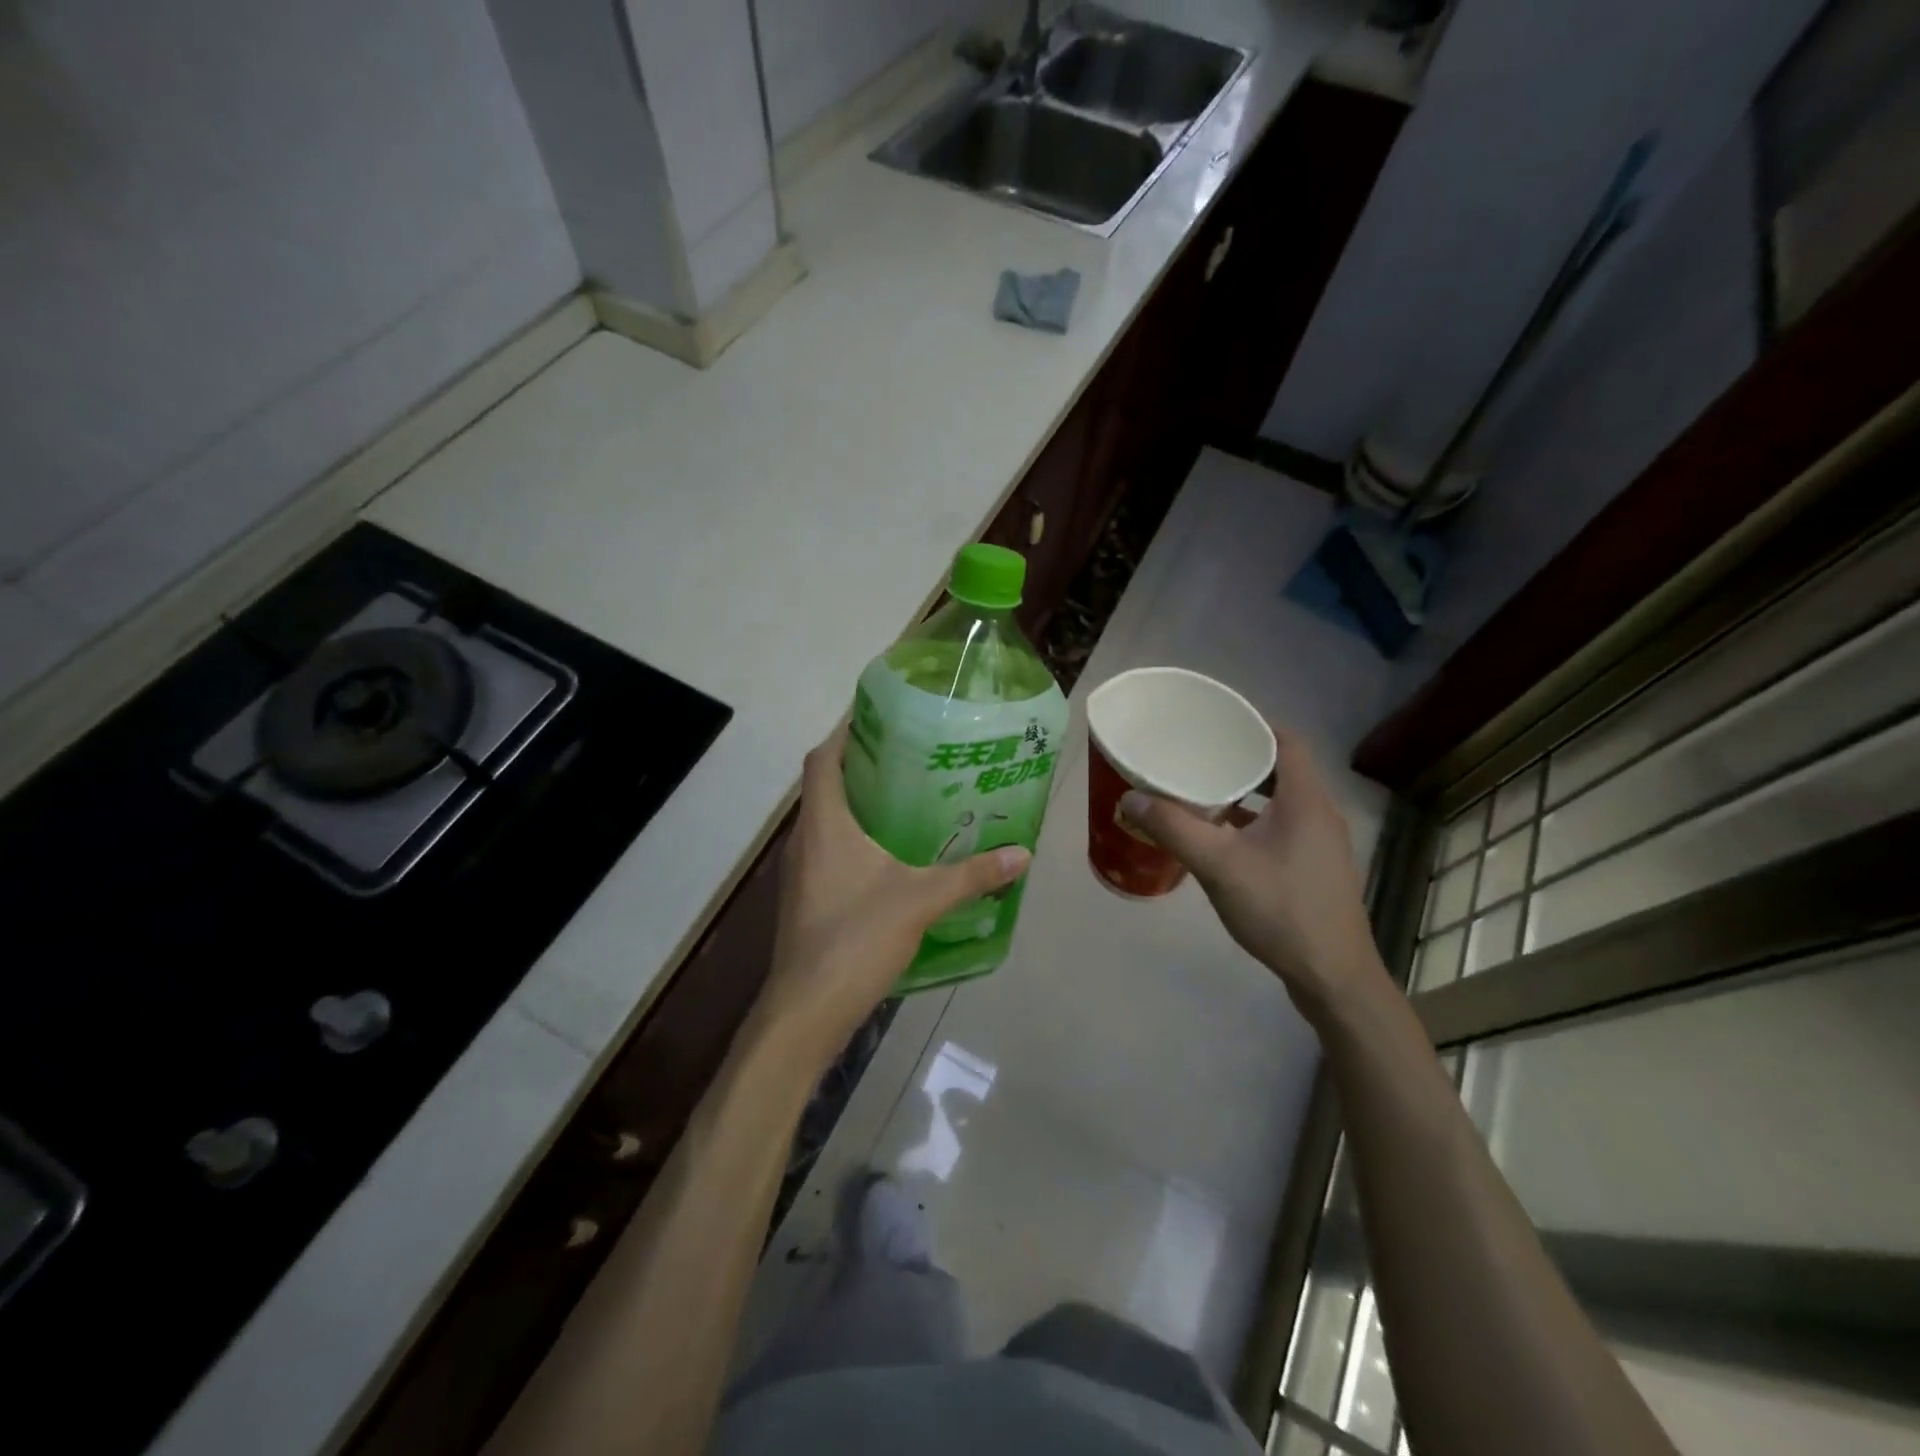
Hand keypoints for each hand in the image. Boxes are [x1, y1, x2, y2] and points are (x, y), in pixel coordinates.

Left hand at [755, 724, 1031, 1060]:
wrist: (808, 1009)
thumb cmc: (856, 938)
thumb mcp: (922, 900)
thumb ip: (971, 875)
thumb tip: (1020, 854)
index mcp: (824, 824)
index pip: (822, 760)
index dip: (843, 733)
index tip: (876, 718)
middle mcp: (804, 840)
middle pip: (824, 787)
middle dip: (860, 768)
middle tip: (906, 757)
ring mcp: (799, 873)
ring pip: (825, 822)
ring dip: (856, 807)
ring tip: (904, 800)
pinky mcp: (804, 900)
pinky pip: (827, 853)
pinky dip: (853, 842)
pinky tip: (889, 858)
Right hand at [1120, 727, 1387, 1023]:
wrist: (1331, 977)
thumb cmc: (1280, 910)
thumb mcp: (1219, 866)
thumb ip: (1174, 828)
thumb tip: (1130, 797)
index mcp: (1306, 800)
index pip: (1286, 741)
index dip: (1253, 725)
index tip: (1214, 723)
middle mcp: (1320, 814)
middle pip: (1282, 768)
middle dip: (1240, 759)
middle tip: (1197, 755)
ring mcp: (1321, 844)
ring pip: (1281, 801)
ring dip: (1246, 792)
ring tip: (1202, 791)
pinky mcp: (1315, 869)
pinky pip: (1282, 827)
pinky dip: (1253, 822)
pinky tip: (1222, 838)